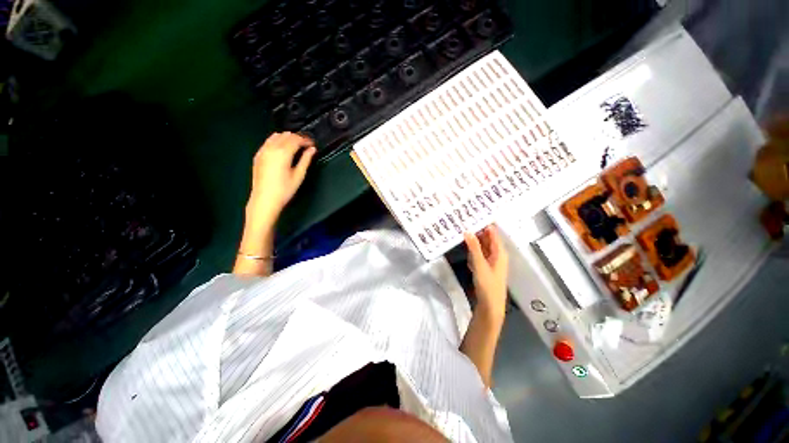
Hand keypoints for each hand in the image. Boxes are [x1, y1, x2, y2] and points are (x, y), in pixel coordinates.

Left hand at [247, 132, 315, 224]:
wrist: (265, 199)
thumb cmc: (284, 190)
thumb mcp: (299, 175)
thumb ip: (306, 160)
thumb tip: (312, 150)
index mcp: (283, 153)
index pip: (296, 139)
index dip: (306, 140)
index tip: (312, 144)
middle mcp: (272, 148)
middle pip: (286, 135)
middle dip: (297, 138)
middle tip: (305, 145)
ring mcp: (263, 151)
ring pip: (276, 136)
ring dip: (287, 138)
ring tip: (295, 145)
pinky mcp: (258, 155)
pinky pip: (268, 142)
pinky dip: (276, 141)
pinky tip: (281, 148)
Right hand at [464, 225, 508, 320]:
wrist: (490, 306)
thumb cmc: (488, 285)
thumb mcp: (479, 264)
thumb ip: (474, 247)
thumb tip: (467, 231)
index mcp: (500, 252)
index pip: (493, 233)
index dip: (485, 223)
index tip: (474, 214)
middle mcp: (496, 255)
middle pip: (487, 239)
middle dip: (477, 230)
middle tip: (464, 220)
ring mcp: (490, 261)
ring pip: (482, 246)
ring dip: (473, 239)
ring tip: (462, 229)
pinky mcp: (484, 268)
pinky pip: (478, 254)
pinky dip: (472, 249)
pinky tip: (464, 246)